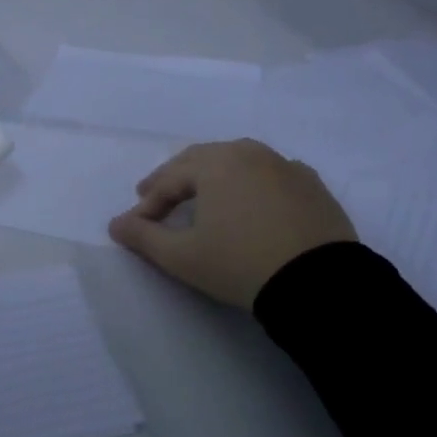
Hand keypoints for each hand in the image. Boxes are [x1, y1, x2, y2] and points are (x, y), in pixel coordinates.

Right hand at [108, 140, 355, 309]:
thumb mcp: (182, 256)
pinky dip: (250, 185)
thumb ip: (143, 237)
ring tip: (201, 198)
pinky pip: (270, 176)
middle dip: (175, 179)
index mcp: (215, 162)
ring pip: (237, 162)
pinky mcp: (312, 185)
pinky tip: (249, 203)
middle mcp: (250, 152)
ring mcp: (285, 166)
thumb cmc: (239, 263)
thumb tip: (116, 224)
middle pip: (201, 160)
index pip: (169, 179)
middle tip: (156, 197)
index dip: (147, 204)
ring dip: (212, 177)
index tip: (136, 227)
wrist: (319, 284)